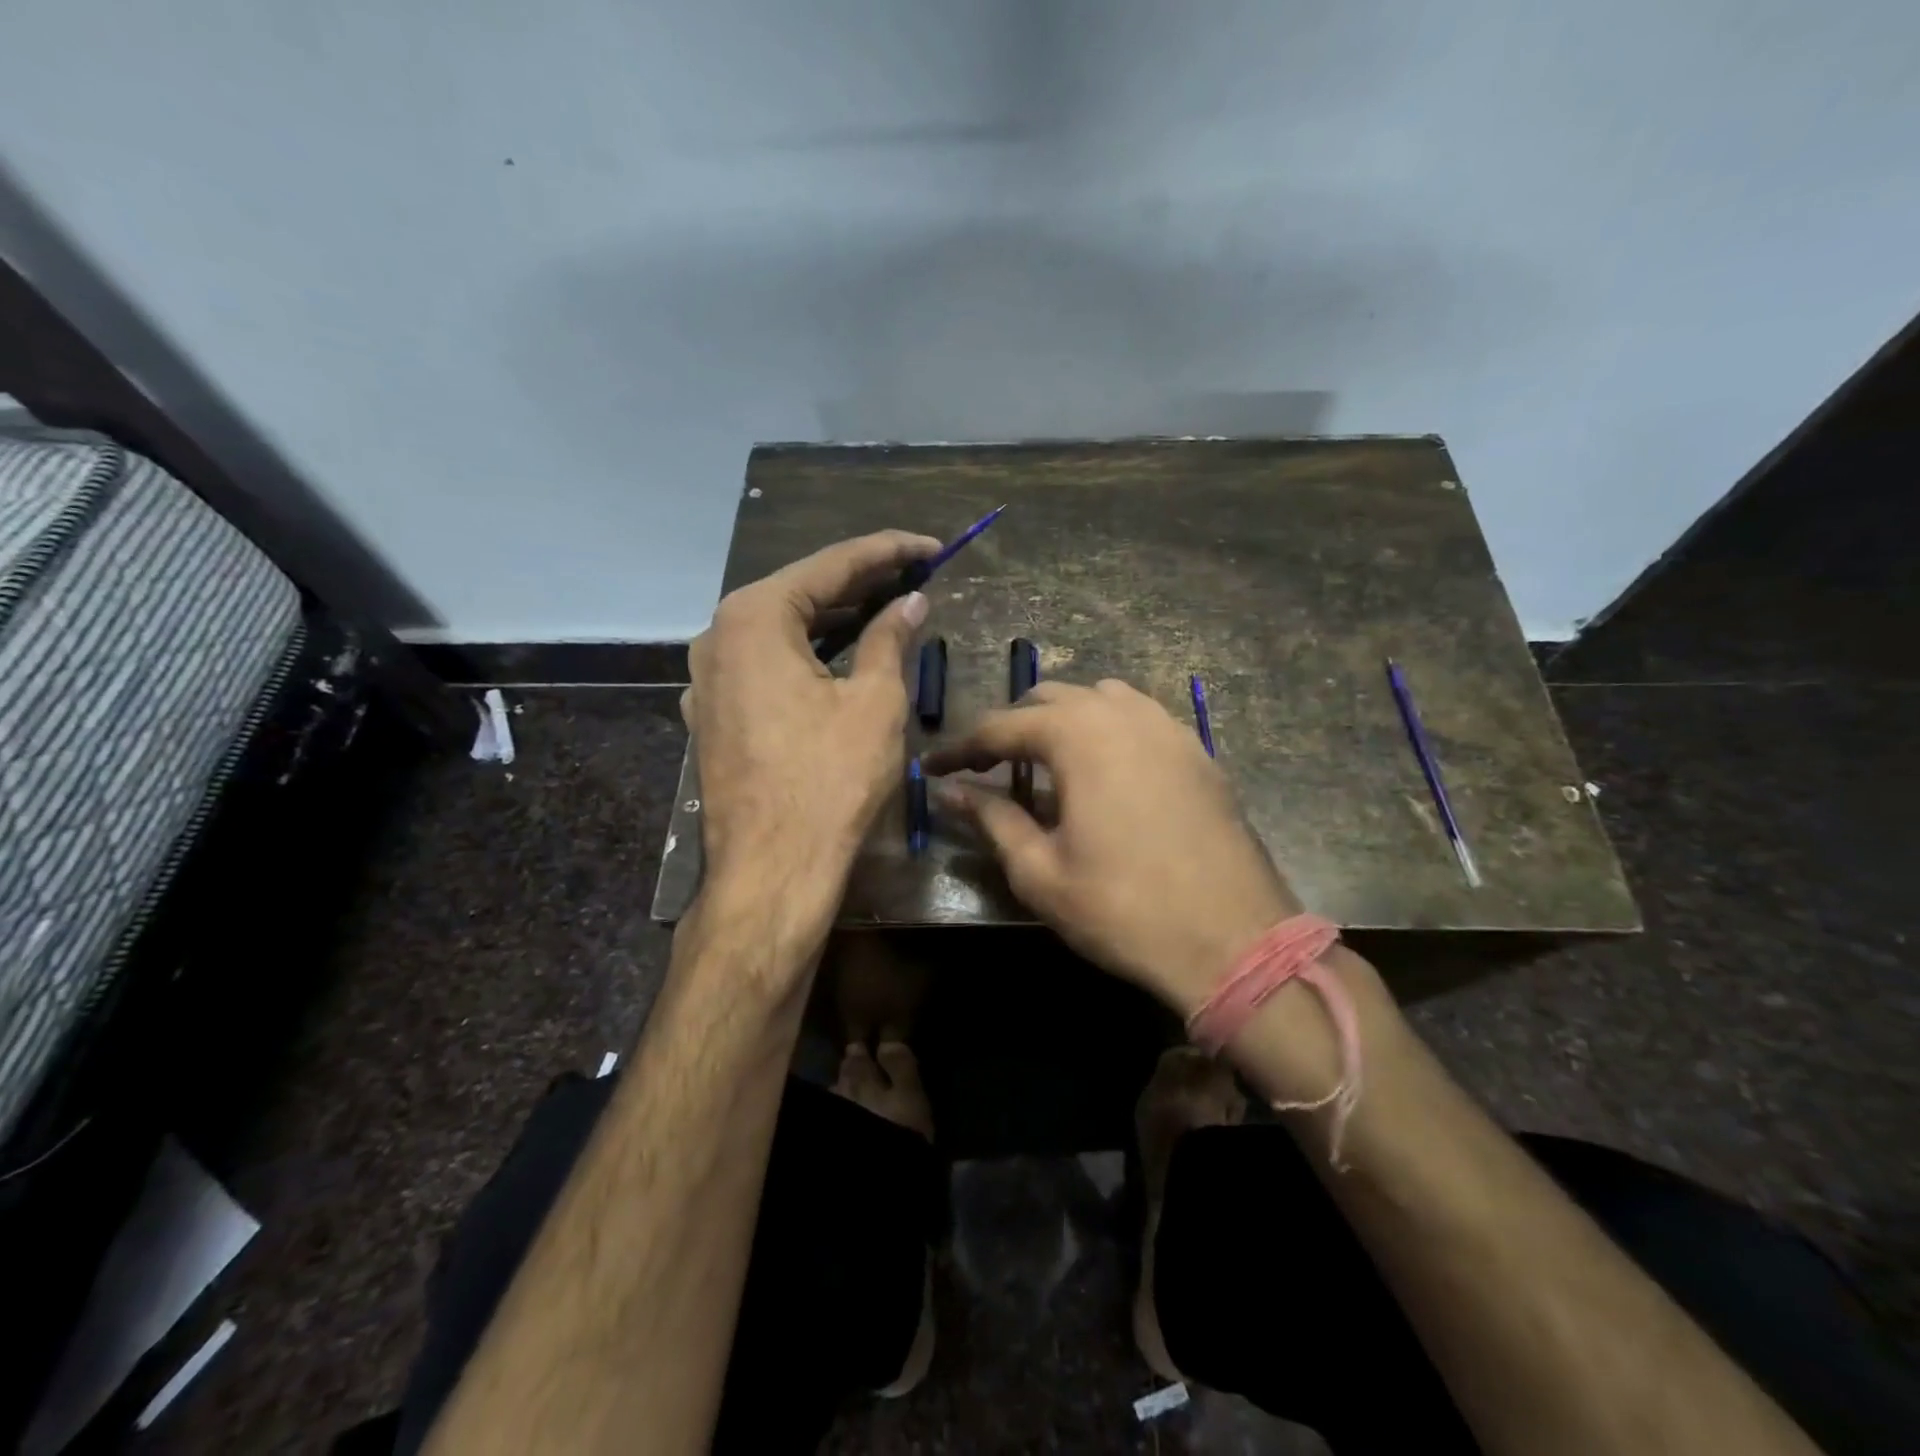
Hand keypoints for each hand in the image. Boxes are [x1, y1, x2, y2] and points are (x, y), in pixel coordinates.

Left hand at [685, 530, 938, 941]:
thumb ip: (890, 639)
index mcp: (753, 617)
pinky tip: (835, 657)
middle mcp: (717, 636)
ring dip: (832, 618)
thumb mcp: (875, 702)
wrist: (772, 870)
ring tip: (884, 607)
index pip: (831, 564)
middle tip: (914, 575)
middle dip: (859, 581)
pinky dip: (803, 653)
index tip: (932, 548)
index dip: (889, 552)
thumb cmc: (830, 780)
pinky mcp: (711, 714)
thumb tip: (911, 602)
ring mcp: (706, 678)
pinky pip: (763, 665)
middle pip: (799, 592)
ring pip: (779, 629)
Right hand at [925, 679, 1300, 1012]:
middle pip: (1049, 698)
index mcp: (1078, 736)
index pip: (1001, 726)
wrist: (1234, 941)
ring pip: (1099, 698)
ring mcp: (1168, 727)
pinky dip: (1107, 728)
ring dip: (1062, 719)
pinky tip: (1104, 768)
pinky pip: (1140, 717)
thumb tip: (950, 792)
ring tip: (1044, 761)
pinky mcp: (1197, 750)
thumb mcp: (1041, 871)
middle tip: (987, 767)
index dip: (961, 747)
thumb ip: (993, 819)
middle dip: (1011, 727)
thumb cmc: (1124, 909)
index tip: (934, 769)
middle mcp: (1122, 714)